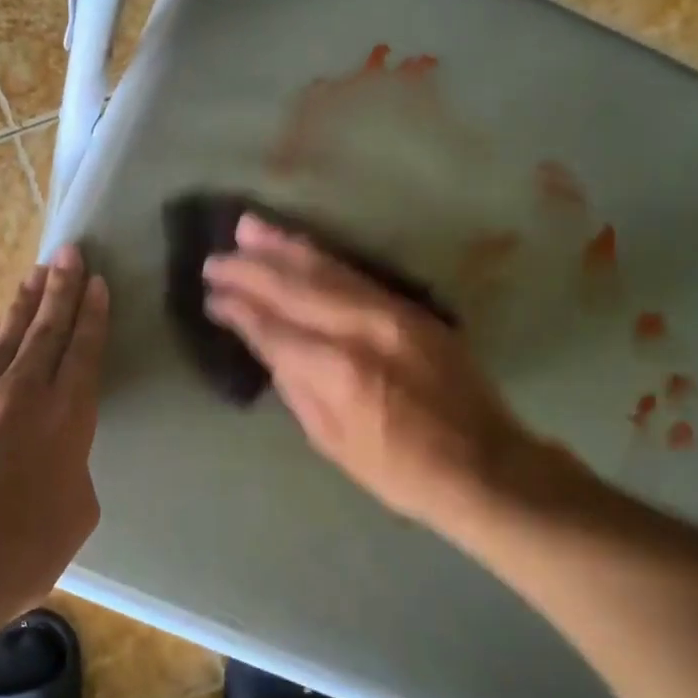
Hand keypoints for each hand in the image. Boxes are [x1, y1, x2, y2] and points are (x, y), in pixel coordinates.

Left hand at [0, 245, 107, 623]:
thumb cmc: (16, 555)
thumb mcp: (74, 516)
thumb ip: (71, 471)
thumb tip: (55, 458)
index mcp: (65, 418)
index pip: (83, 351)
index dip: (92, 314)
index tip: (97, 281)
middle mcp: (20, 395)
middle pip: (45, 329)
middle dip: (61, 288)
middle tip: (69, 252)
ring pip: (3, 338)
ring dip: (22, 305)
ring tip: (34, 275)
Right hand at [202, 216, 584, 540]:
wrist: (485, 462)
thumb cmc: (401, 470)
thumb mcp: (333, 443)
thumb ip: (298, 389)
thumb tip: (274, 348)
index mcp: (338, 371)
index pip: (274, 328)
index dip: (239, 310)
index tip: (212, 296)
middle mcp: (361, 329)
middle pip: (295, 289)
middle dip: (250, 270)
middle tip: (214, 259)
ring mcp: (391, 312)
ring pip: (325, 269)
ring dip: (282, 247)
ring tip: (246, 228)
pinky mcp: (410, 308)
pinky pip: (354, 273)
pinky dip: (320, 256)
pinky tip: (298, 245)